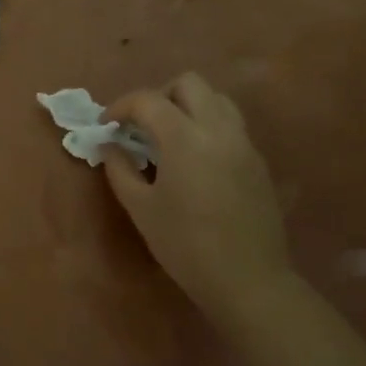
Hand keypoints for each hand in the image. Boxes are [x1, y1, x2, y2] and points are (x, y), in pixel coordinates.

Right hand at [102, 73, 289, 323]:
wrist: (249, 281)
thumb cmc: (186, 246)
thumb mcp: (141, 209)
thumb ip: (120, 169)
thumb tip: (110, 145)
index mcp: (185, 138)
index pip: (148, 100)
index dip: (121, 106)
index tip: (107, 126)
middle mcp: (218, 129)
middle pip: (188, 83)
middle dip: (159, 95)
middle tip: (142, 126)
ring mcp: (243, 143)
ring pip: (216, 98)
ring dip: (188, 106)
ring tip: (170, 136)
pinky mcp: (258, 161)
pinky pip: (230, 124)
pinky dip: (207, 126)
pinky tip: (195, 160)